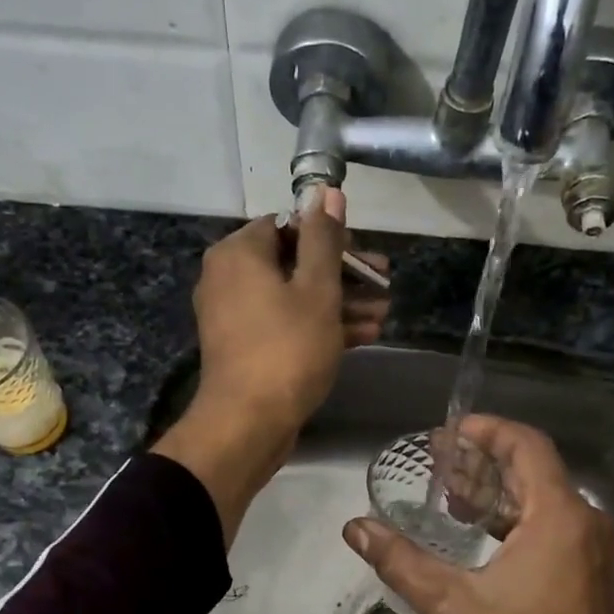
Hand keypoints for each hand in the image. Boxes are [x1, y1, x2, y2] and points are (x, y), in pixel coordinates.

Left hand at [153, 187, 389, 542]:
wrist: (248, 423)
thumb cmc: (287, 348)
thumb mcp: (317, 289)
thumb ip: (324, 238)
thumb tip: (326, 190)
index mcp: (240, 253)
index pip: (289, 225)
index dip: (332, 237)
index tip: (365, 257)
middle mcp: (229, 277)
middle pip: (295, 262)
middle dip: (344, 275)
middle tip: (384, 285)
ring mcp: (236, 315)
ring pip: (294, 296)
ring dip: (340, 303)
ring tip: (384, 313)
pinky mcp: (246, 346)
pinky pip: (286, 323)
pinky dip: (320, 325)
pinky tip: (364, 335)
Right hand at [342, 416, 613, 613]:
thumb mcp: (452, 605)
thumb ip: (401, 561)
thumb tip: (356, 528)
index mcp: (559, 517)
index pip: (527, 446)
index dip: (488, 430)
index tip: (450, 431)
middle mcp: (583, 521)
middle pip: (532, 468)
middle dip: (484, 459)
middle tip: (438, 460)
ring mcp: (590, 546)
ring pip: (541, 497)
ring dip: (496, 489)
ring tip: (449, 491)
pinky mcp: (588, 569)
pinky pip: (549, 522)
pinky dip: (513, 516)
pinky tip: (477, 528)